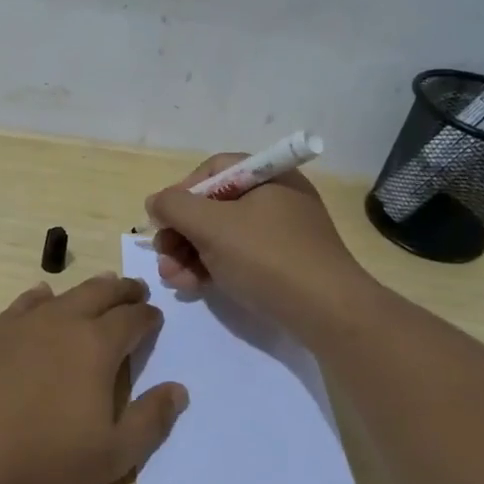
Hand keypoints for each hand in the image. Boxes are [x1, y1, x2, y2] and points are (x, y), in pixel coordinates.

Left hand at [0, 275, 188, 483]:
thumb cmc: (42, 461)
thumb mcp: (111, 456)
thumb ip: (149, 421)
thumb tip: (178, 389)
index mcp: (96, 347)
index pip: (132, 320)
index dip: (148, 317)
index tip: (155, 317)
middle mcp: (61, 324)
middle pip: (100, 294)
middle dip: (122, 290)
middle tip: (135, 289)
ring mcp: (20, 326)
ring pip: (62, 295)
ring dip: (86, 289)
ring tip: (99, 286)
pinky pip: (22, 305)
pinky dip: (39, 298)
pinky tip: (40, 298)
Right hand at [145, 152, 370, 331]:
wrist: (327, 312)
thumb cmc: (267, 257)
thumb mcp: (212, 226)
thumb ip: (175, 207)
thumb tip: (155, 202)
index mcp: (268, 175)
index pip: (213, 170)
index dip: (181, 192)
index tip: (162, 220)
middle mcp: (276, 197)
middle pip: (214, 205)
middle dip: (181, 232)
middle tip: (161, 256)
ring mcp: (282, 233)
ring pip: (223, 235)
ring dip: (190, 253)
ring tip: (172, 279)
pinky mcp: (283, 264)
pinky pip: (239, 256)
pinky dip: (212, 267)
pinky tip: (192, 287)